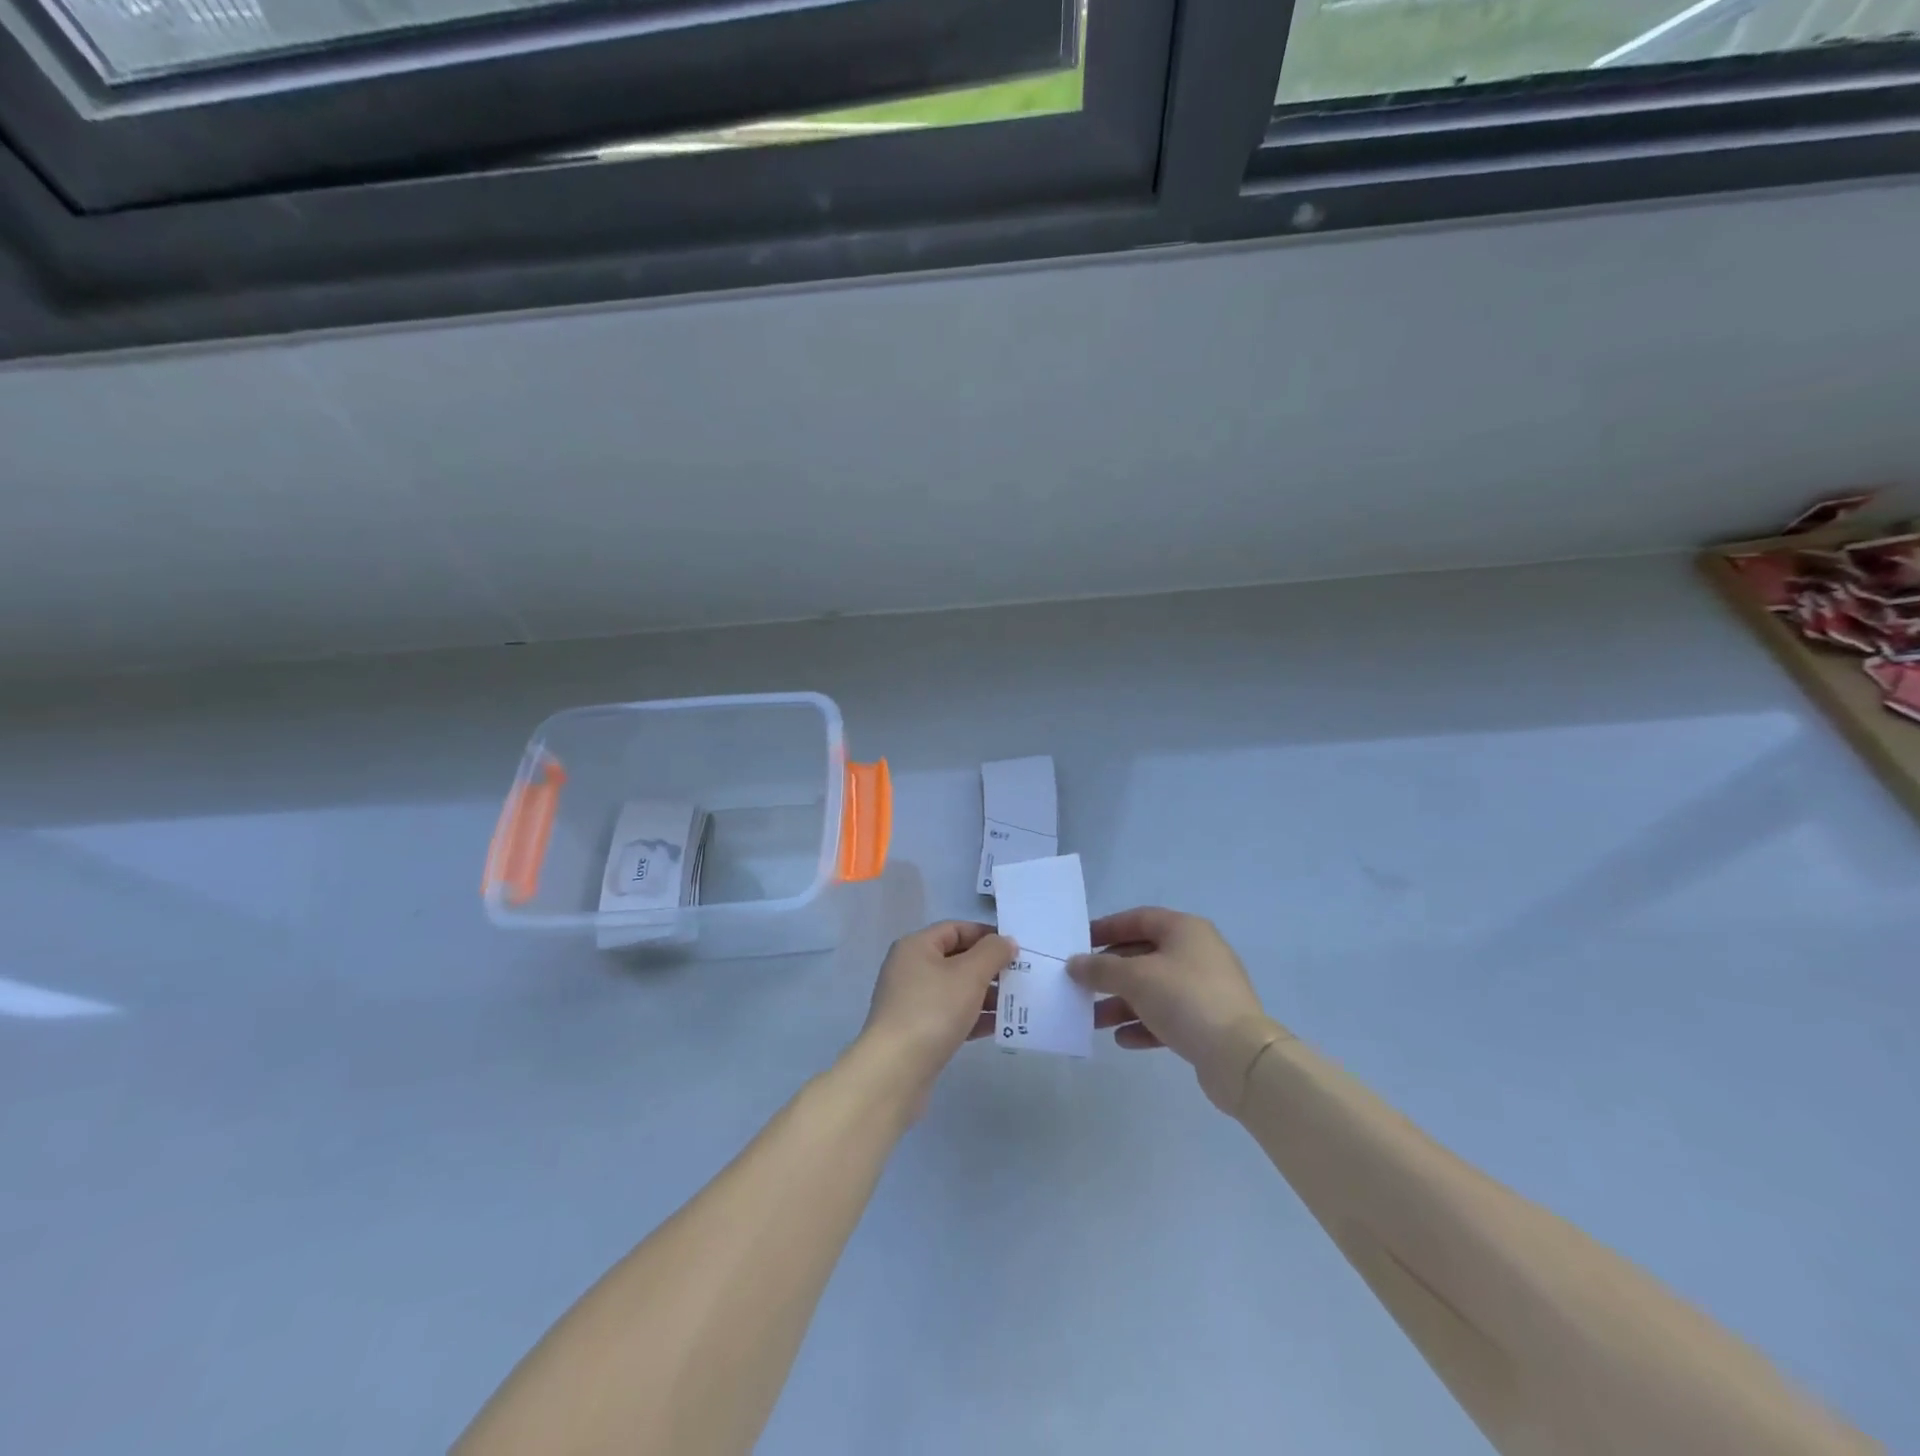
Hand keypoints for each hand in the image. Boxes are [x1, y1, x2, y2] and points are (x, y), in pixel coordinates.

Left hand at [856, 921, 1015, 1109]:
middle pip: (956, 959)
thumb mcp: (969, 974)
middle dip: (988, 967)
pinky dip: (972, 1017)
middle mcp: (910, 969)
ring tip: (1015, 1003)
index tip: (1014, 948)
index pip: (955, 929)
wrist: (895, 1071)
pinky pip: (950, 1016)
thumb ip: (992, 953)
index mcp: (916, 947)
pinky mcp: (916, 1031)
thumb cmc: (933, 1011)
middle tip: (1020, 976)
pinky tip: (998, 1027)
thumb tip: (1005, 941)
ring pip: (955, 989)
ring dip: (985, 994)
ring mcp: (911, 1001)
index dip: (986, 934)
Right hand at [1069, 908, 1288, 1114]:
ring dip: (1122, 1003)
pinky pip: (1169, 1016)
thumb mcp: (1135, 977)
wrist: (1240, 1056)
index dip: (1107, 928)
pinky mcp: (1209, 1022)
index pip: (1138, 919)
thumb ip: (1100, 968)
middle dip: (1110, 973)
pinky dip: (1144, 1024)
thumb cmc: (1185, 999)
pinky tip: (1123, 1040)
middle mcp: (1197, 952)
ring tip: (1094, 1020)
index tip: (1079, 944)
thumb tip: (1075, 964)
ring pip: (1154, 989)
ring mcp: (1206, 988)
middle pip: (1144, 955)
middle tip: (1081, 986)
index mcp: (1184, 930)